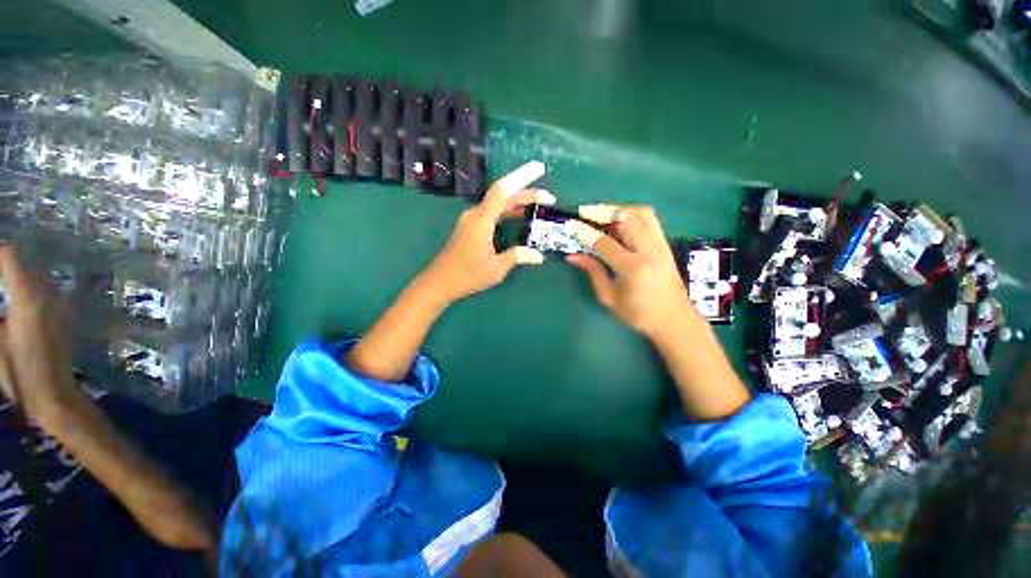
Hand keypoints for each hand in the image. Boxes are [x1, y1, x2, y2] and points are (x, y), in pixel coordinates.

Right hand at [0, 246, 78, 423]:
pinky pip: (45, 293)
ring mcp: (60, 304)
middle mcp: (48, 294)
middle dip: (4, 268)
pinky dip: (29, 291)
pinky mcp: (64, 316)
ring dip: (17, 279)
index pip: (9, 256)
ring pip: (36, 278)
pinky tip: (15, 306)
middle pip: (23, 265)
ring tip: (4, 293)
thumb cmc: (18, 372)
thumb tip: (2, 302)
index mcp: (27, 297)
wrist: (53, 394)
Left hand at [421, 161, 553, 303]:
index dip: (522, 176)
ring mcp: (472, 220)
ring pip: (499, 205)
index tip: (539, 168)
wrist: (440, 282)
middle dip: (527, 194)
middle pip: (503, 196)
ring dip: (518, 203)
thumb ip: (517, 256)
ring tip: (539, 207)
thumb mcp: (496, 268)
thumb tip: (538, 256)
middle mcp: (476, 214)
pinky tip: (520, 218)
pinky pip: (493, 213)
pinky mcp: (471, 227)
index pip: (503, 190)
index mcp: (482, 220)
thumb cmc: (467, 275)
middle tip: (549, 198)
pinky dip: (509, 212)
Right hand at [568, 206, 749, 419]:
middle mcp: (649, 251)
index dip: (586, 233)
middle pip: (625, 219)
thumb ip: (593, 272)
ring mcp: (661, 245)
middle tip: (584, 215)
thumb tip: (572, 255)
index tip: (571, 226)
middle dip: (602, 213)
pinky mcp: (665, 244)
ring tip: (602, 214)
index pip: (605, 242)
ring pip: (641, 213)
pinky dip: (632, 213)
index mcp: (633, 268)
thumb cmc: (638, 314)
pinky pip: (650, 219)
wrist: (674, 319)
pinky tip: (619, 220)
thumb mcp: (609, 297)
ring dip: (619, 209)